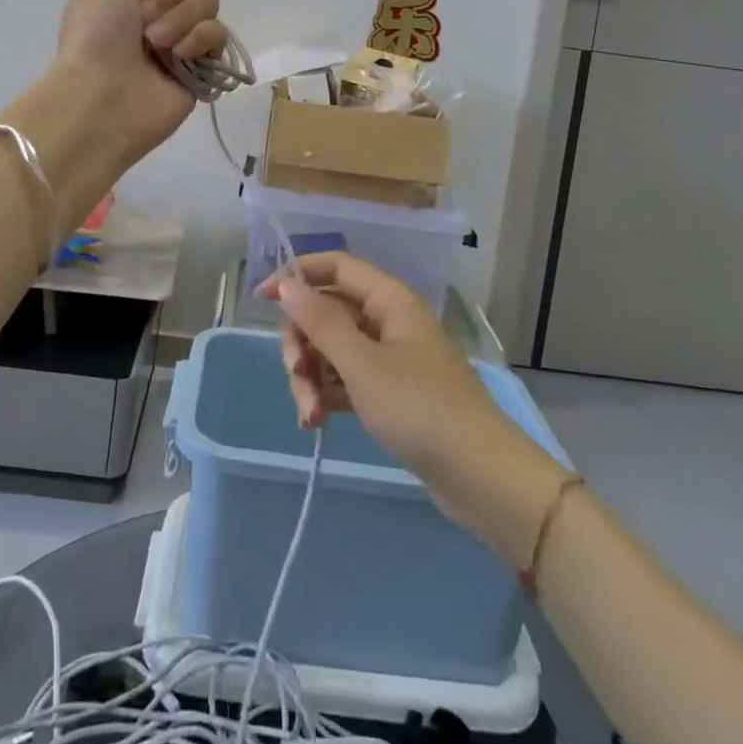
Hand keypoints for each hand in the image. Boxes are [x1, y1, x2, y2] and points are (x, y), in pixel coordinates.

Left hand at [53, 0, 228, 167]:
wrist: (103, 96)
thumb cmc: (96, 34)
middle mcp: (161, 7)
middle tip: (143, 17)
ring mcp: (184, 35)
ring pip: (208, 1)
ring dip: (180, 18)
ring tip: (156, 44)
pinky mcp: (204, 63)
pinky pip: (219, 34)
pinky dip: (199, 40)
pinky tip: (179, 57)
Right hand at [260, 252, 571, 568]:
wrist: (480, 476)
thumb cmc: (420, 409)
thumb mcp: (362, 365)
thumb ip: (321, 322)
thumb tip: (287, 284)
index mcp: (389, 300)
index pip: (336, 267)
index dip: (298, 275)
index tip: (262, 300)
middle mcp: (389, 320)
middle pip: (329, 311)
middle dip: (303, 342)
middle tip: (295, 375)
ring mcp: (390, 357)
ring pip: (333, 349)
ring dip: (312, 376)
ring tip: (309, 415)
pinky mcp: (391, 392)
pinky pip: (347, 379)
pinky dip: (328, 394)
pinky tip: (317, 423)